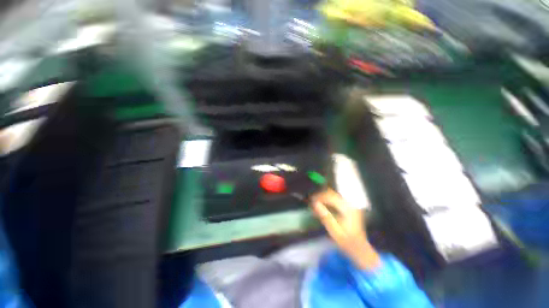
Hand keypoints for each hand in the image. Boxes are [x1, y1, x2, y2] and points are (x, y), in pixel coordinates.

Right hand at [310, 188, 380, 269]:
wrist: (359, 248)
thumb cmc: (347, 242)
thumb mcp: (335, 231)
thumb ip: (325, 217)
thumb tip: (315, 204)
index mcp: (347, 209)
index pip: (330, 196)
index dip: (319, 197)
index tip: (311, 201)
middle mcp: (350, 204)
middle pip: (332, 193)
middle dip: (320, 196)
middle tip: (312, 202)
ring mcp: (350, 204)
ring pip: (333, 194)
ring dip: (323, 197)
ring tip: (316, 204)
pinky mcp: (349, 206)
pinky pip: (336, 198)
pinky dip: (328, 200)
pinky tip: (323, 206)